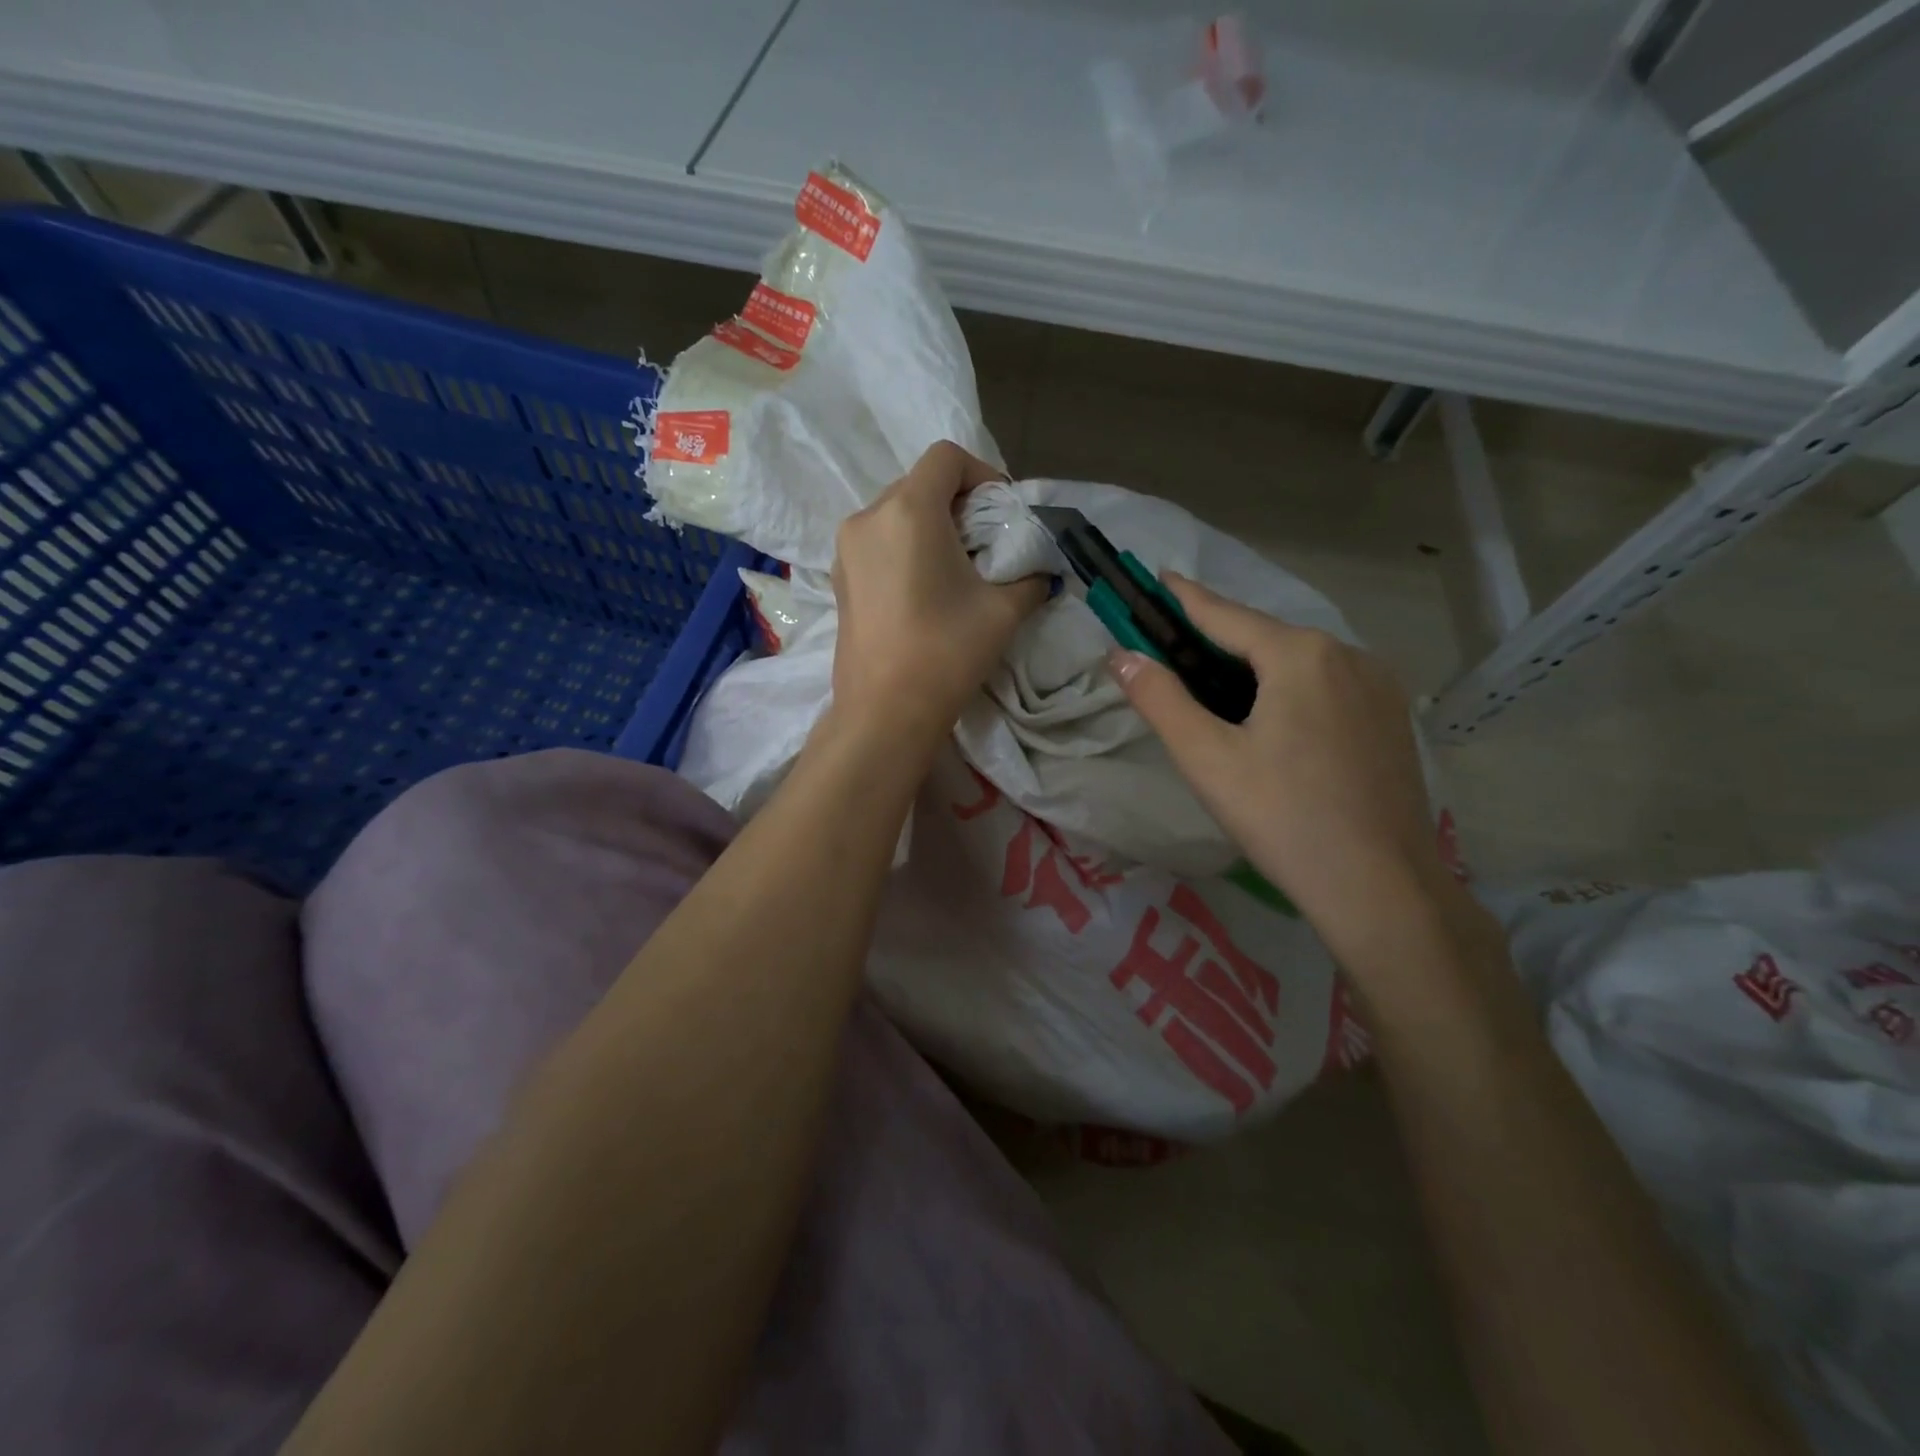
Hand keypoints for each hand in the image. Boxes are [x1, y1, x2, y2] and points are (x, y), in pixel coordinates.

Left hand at [829, 441, 1047, 747]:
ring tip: (955, 567)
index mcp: (908, 511)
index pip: (946, 458)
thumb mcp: (1003, 611)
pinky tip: (924, 587)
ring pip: (895, 512)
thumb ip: (1030, 578)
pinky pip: (877, 542)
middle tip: (984, 541)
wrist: (884, 712)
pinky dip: (904, 547)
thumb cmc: (946, 652)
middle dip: (957, 502)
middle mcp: (869, 517)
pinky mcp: (838, 578)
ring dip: (929, 525)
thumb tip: (1041, 572)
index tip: (1001, 511)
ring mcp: (846, 548)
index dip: (981, 473)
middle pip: (918, 483)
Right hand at [1110, 575, 1459, 955]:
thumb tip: (1120, 656)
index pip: (1226, 614)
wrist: (1379, 887)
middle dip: (1218, 640)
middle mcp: (1346, 655)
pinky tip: (1274, 721)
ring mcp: (1378, 686)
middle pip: (1265, 638)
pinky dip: (1290, 688)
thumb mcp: (1206, 758)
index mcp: (1300, 654)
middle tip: (1176, 651)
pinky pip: (1327, 685)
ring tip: (1217, 691)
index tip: (1159, 576)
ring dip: (1255, 666)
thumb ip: (1160, 699)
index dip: (1186, 597)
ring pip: (1300, 662)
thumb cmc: (1282, 817)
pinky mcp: (1392, 718)